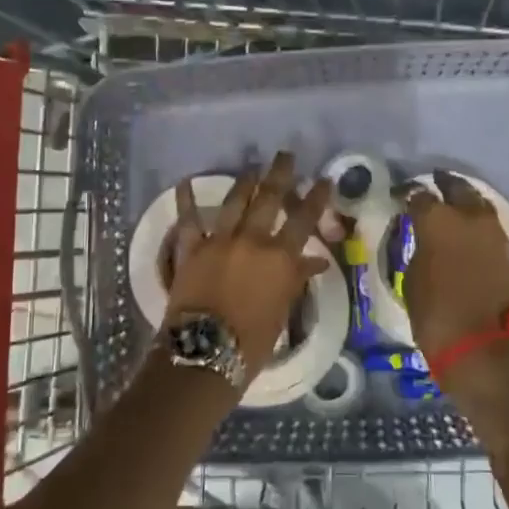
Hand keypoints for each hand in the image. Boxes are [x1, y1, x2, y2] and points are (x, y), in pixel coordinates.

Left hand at [166, 151, 330, 381]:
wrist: (206, 353)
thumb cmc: (252, 341)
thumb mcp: (282, 310)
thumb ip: (295, 279)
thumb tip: (315, 261)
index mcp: (280, 257)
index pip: (304, 220)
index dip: (316, 197)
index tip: (324, 179)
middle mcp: (252, 241)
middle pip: (269, 199)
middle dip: (279, 174)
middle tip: (285, 155)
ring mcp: (219, 241)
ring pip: (234, 202)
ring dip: (244, 182)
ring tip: (252, 168)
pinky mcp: (191, 250)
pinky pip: (188, 221)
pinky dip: (186, 201)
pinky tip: (184, 182)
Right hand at [402, 170, 508, 358]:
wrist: (480, 343)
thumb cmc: (433, 312)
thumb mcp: (412, 276)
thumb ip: (420, 247)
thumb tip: (425, 238)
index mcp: (437, 220)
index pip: (420, 195)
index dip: (410, 195)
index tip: (403, 198)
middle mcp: (469, 217)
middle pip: (458, 188)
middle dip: (445, 185)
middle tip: (434, 186)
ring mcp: (494, 233)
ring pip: (480, 204)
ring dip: (467, 203)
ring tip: (455, 209)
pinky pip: (491, 228)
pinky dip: (479, 226)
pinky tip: (470, 233)